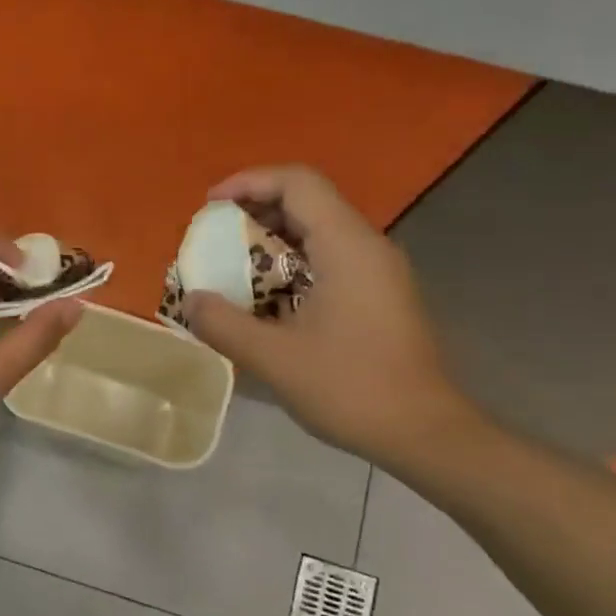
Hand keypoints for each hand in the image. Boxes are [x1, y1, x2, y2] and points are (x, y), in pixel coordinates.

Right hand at [182, 166, 476, 463]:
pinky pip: (329, 258)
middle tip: (214, 236)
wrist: (424, 433)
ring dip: (272, 239)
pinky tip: (267, 297)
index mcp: (347, 246)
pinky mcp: (380, 294)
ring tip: (232, 265)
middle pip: (308, 202)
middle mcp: (367, 246)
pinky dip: (292, 263)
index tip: (210, 206)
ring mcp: (378, 271)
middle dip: (255, 210)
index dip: (249, 182)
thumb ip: (225, 324)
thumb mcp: (275, 359)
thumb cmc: (352, 388)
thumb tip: (191, 300)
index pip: (297, 183)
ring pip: (319, 231)